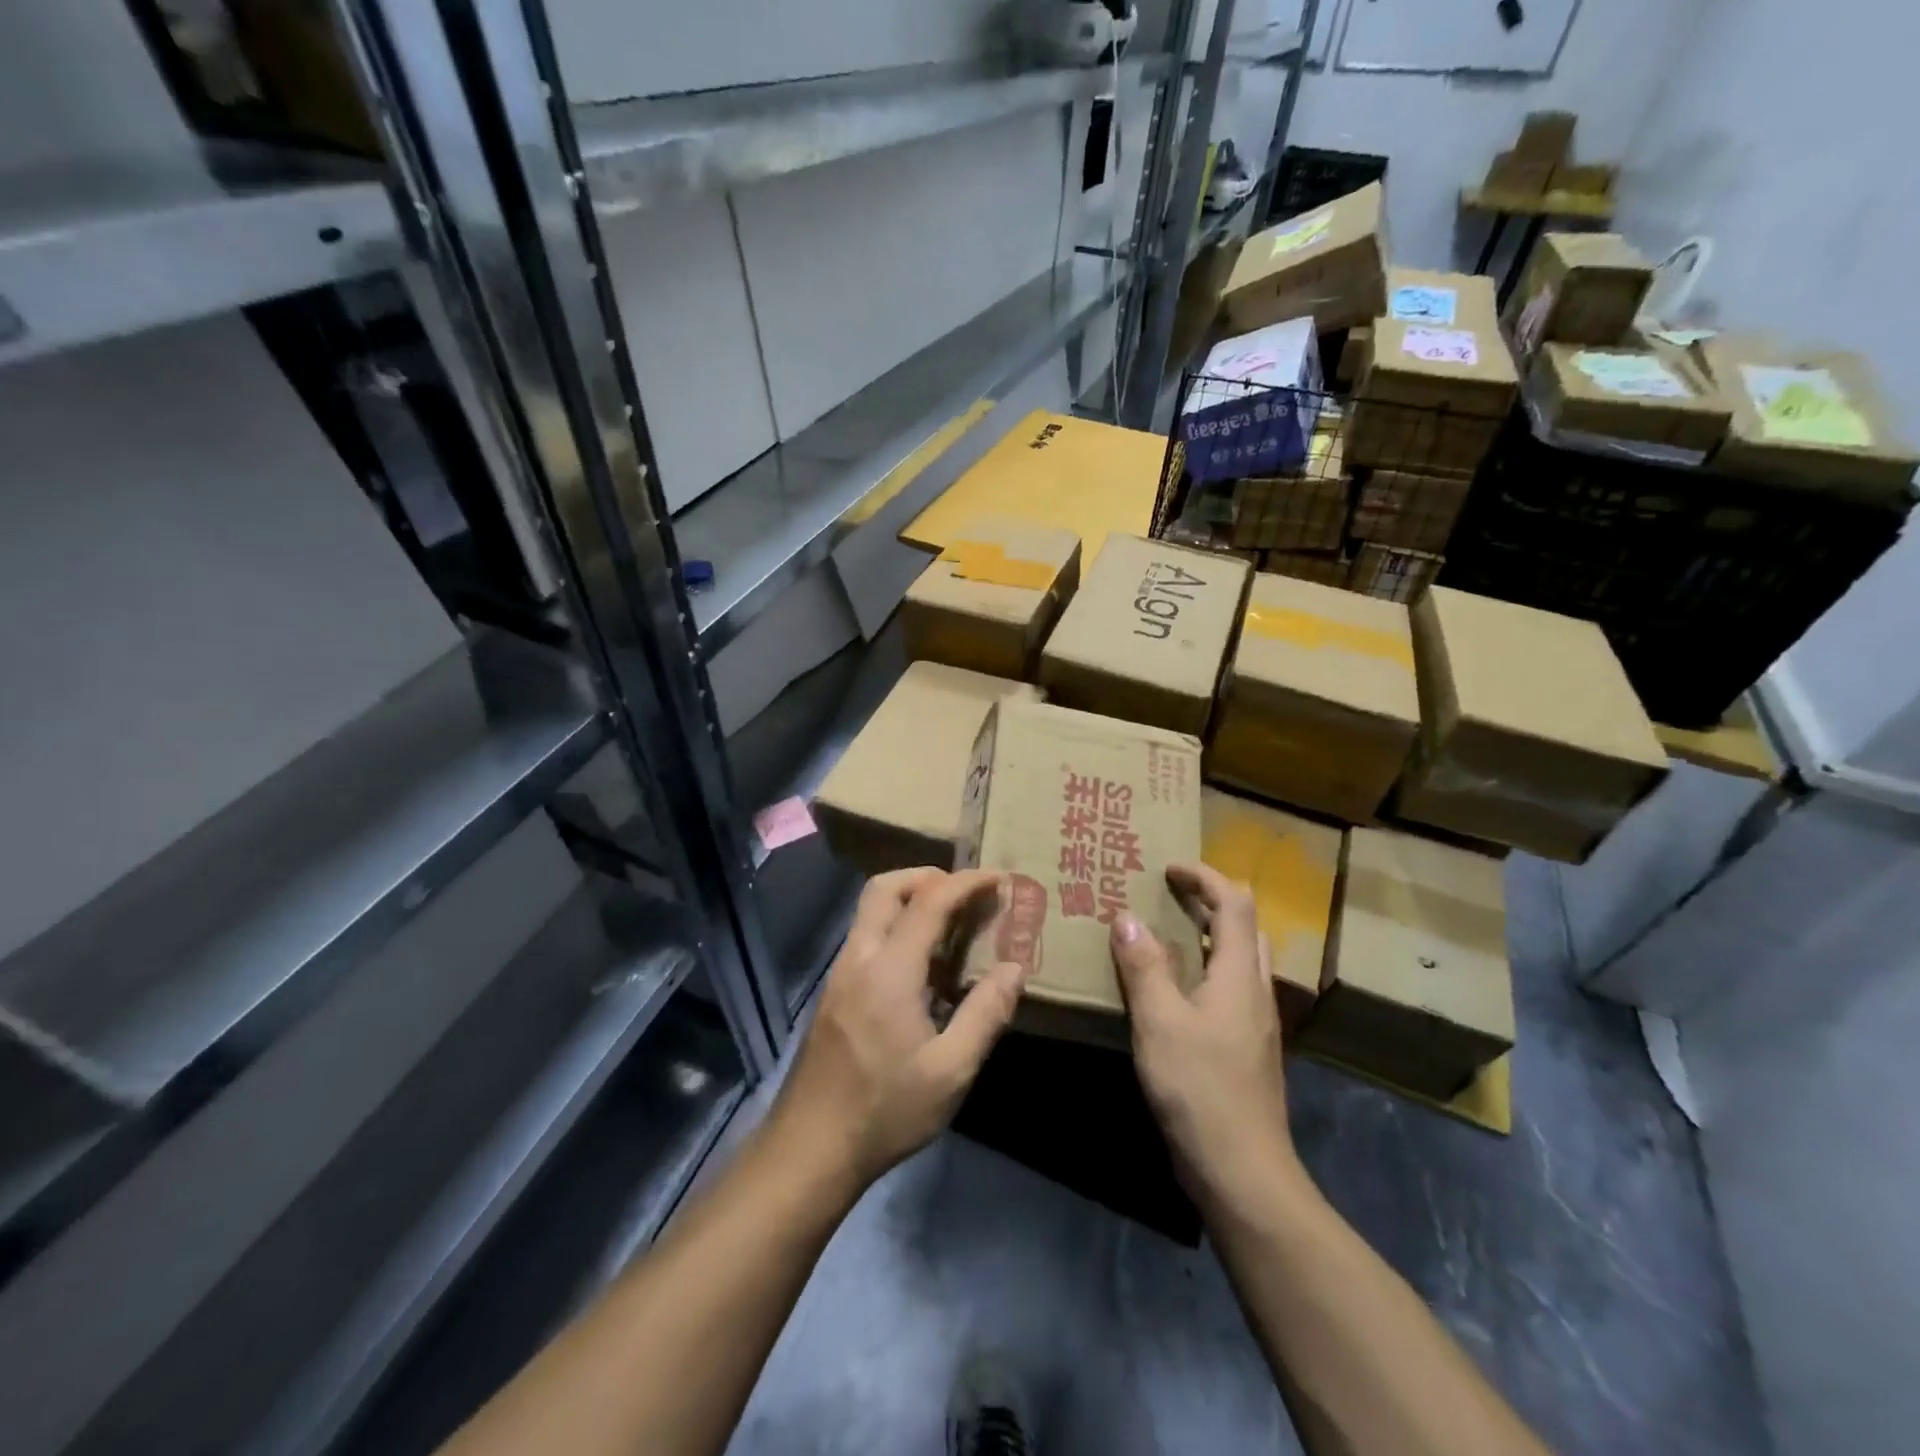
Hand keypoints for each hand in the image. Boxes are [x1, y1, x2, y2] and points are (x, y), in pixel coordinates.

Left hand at [775, 868, 1028, 1188]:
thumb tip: (1015, 968)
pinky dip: (896, 928)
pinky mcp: (833, 992)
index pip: (929, 902)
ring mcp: (840, 974)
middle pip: (885, 887)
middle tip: (965, 892)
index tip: (998, 877)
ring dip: (909, 901)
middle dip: (927, 876)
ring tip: (950, 926)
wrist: (810, 1147)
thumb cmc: (886, 1110)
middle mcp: (859, 958)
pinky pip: (867, 938)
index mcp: (890, 970)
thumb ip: (986, 1014)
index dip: (966, 882)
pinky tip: (922, 968)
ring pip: (870, 911)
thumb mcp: (951, 1071)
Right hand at [1110, 863, 1300, 1203]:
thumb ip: (1144, 967)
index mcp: (1238, 975)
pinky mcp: (1246, 1047)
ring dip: (1209, 934)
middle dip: (1211, 900)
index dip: (1204, 877)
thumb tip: (1127, 918)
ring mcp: (1255, 1021)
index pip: (1235, 903)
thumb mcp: (1160, 1022)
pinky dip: (1206, 967)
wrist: (1243, 1172)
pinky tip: (1174, 989)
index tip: (1167, 868)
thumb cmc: (1199, 1090)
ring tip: (1166, 933)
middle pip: (1246, 926)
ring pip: (1240, 958)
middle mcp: (1255, 990)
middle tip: (1167, 896)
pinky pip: (1230, 986)